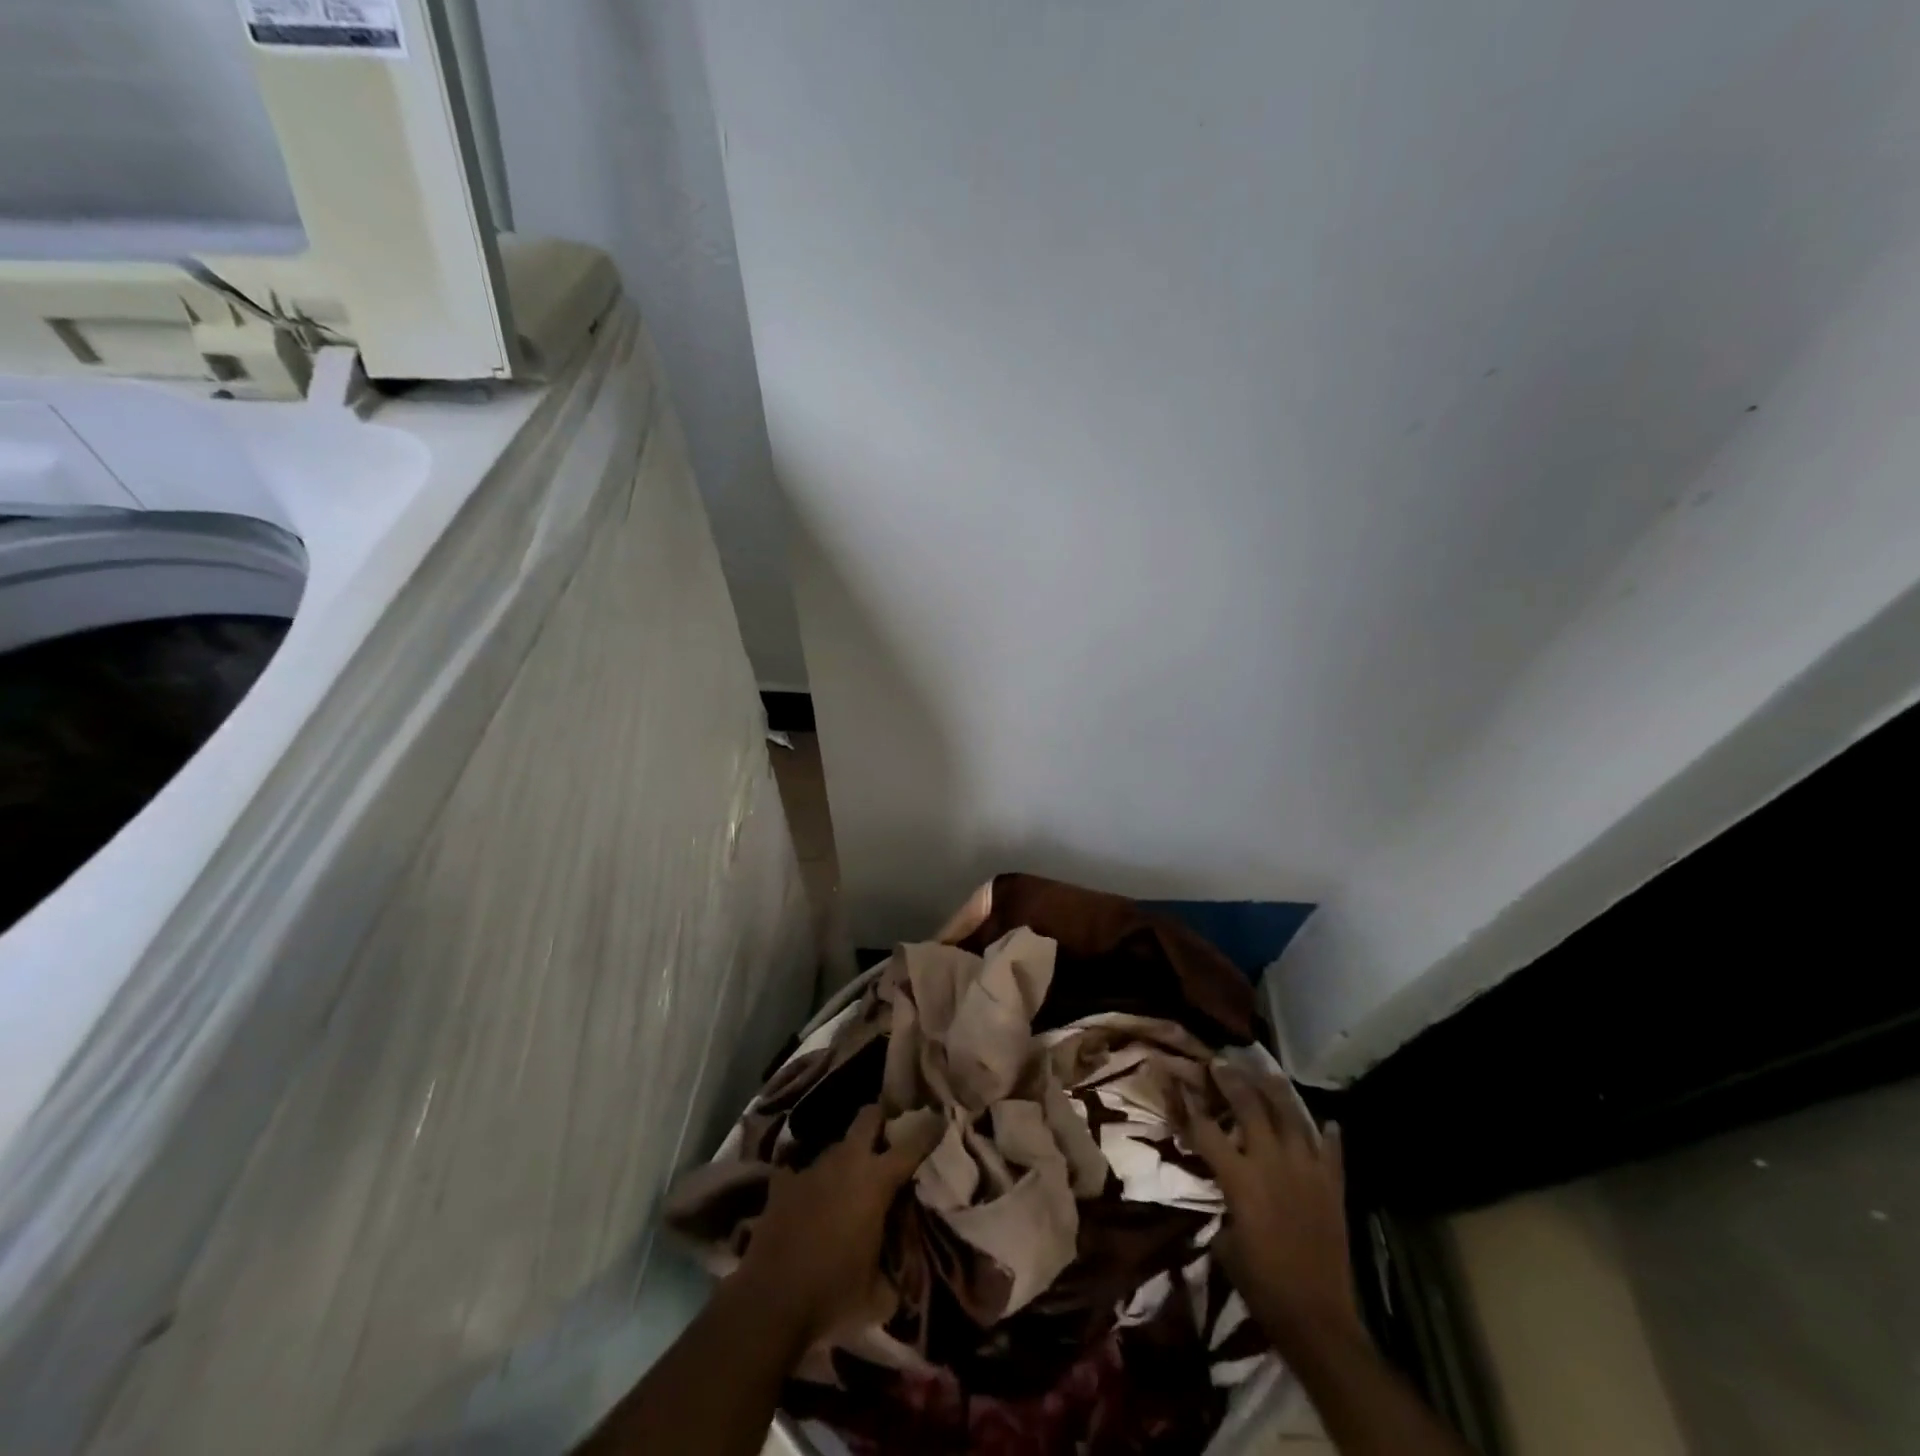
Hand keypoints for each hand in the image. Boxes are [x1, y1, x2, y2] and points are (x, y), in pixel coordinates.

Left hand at [732, 1103, 940, 1345]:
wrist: (770, 1303)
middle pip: (868, 1117)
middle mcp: (846, 1163)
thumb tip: (902, 1280)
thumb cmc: (832, 1296)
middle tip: (888, 1136)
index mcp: (876, 1181)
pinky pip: (798, 1171)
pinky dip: (806, 1182)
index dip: (928, 1130)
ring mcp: (810, 1169)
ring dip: (845, 1158)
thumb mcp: (878, 1298)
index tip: (939, 1118)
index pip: (911, 1145)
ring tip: (847, 1180)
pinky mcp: (781, 1184)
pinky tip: (807, 1198)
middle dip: (881, 1119)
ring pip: (835, 1146)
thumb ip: (895, 1278)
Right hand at [1178, 1062, 1363, 1362]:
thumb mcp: (1225, 1243)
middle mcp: (1272, 1163)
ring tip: (1267, 1073)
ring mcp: (1307, 1172)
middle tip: (1221, 1063)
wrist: (1317, 1319)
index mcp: (1240, 1178)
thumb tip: (1225, 1190)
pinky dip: (1329, 1136)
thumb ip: (1224, 1204)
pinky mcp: (1333, 1188)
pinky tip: (1328, 1123)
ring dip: (1277, 1093)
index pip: (1206, 1130)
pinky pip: (1332, 1152)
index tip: (1177, 1079)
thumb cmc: (1261, 1285)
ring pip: (1292, 1117)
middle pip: (1249, 1108)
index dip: (1187, 1104)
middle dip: (1232, 1081)